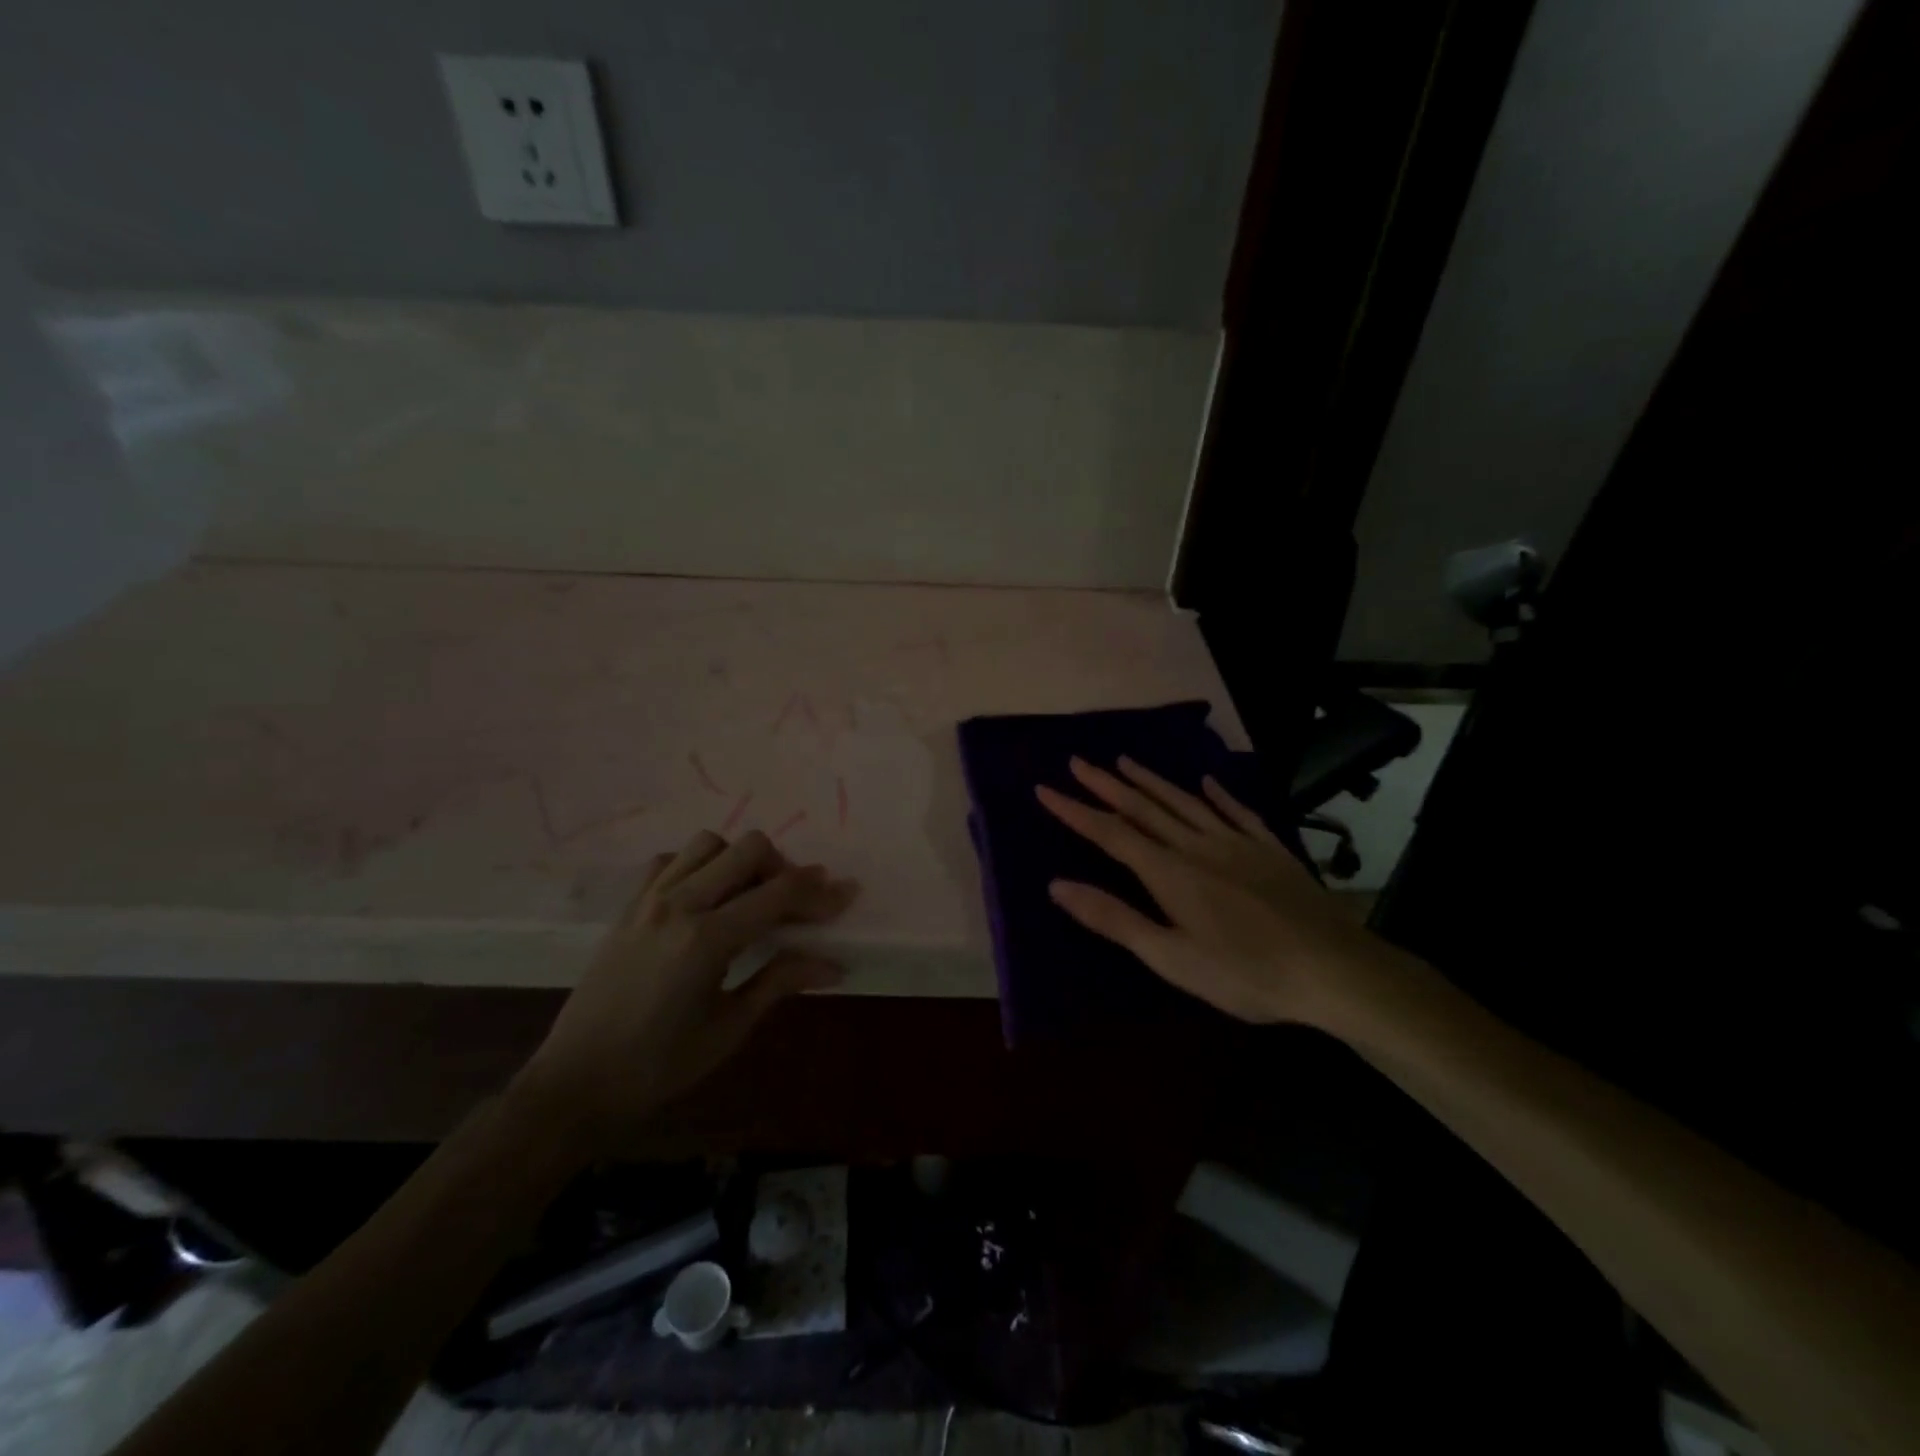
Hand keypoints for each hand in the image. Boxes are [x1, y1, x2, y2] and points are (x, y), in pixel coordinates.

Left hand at [512, 829, 856, 1144]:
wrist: (575, 1082)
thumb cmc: (658, 1066)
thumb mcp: (728, 1028)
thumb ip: (780, 982)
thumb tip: (833, 964)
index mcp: (707, 939)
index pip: (778, 894)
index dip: (819, 892)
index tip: (846, 896)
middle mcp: (679, 904)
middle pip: (748, 848)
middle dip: (784, 868)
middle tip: (795, 904)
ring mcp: (648, 900)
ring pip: (709, 843)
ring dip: (739, 860)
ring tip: (750, 896)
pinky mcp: (628, 906)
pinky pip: (670, 860)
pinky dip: (697, 866)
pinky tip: (705, 897)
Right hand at [1037, 757, 1415, 1028]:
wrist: (1334, 969)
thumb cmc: (1245, 973)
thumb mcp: (1171, 957)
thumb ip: (1115, 918)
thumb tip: (1057, 885)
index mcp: (1169, 872)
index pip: (1110, 833)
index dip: (1075, 811)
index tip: (1045, 789)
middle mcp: (1197, 845)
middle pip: (1143, 808)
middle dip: (1105, 785)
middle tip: (1077, 762)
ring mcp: (1236, 842)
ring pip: (1184, 802)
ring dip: (1151, 780)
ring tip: (1124, 761)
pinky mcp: (1269, 849)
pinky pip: (1236, 811)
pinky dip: (1217, 794)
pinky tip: (1206, 781)